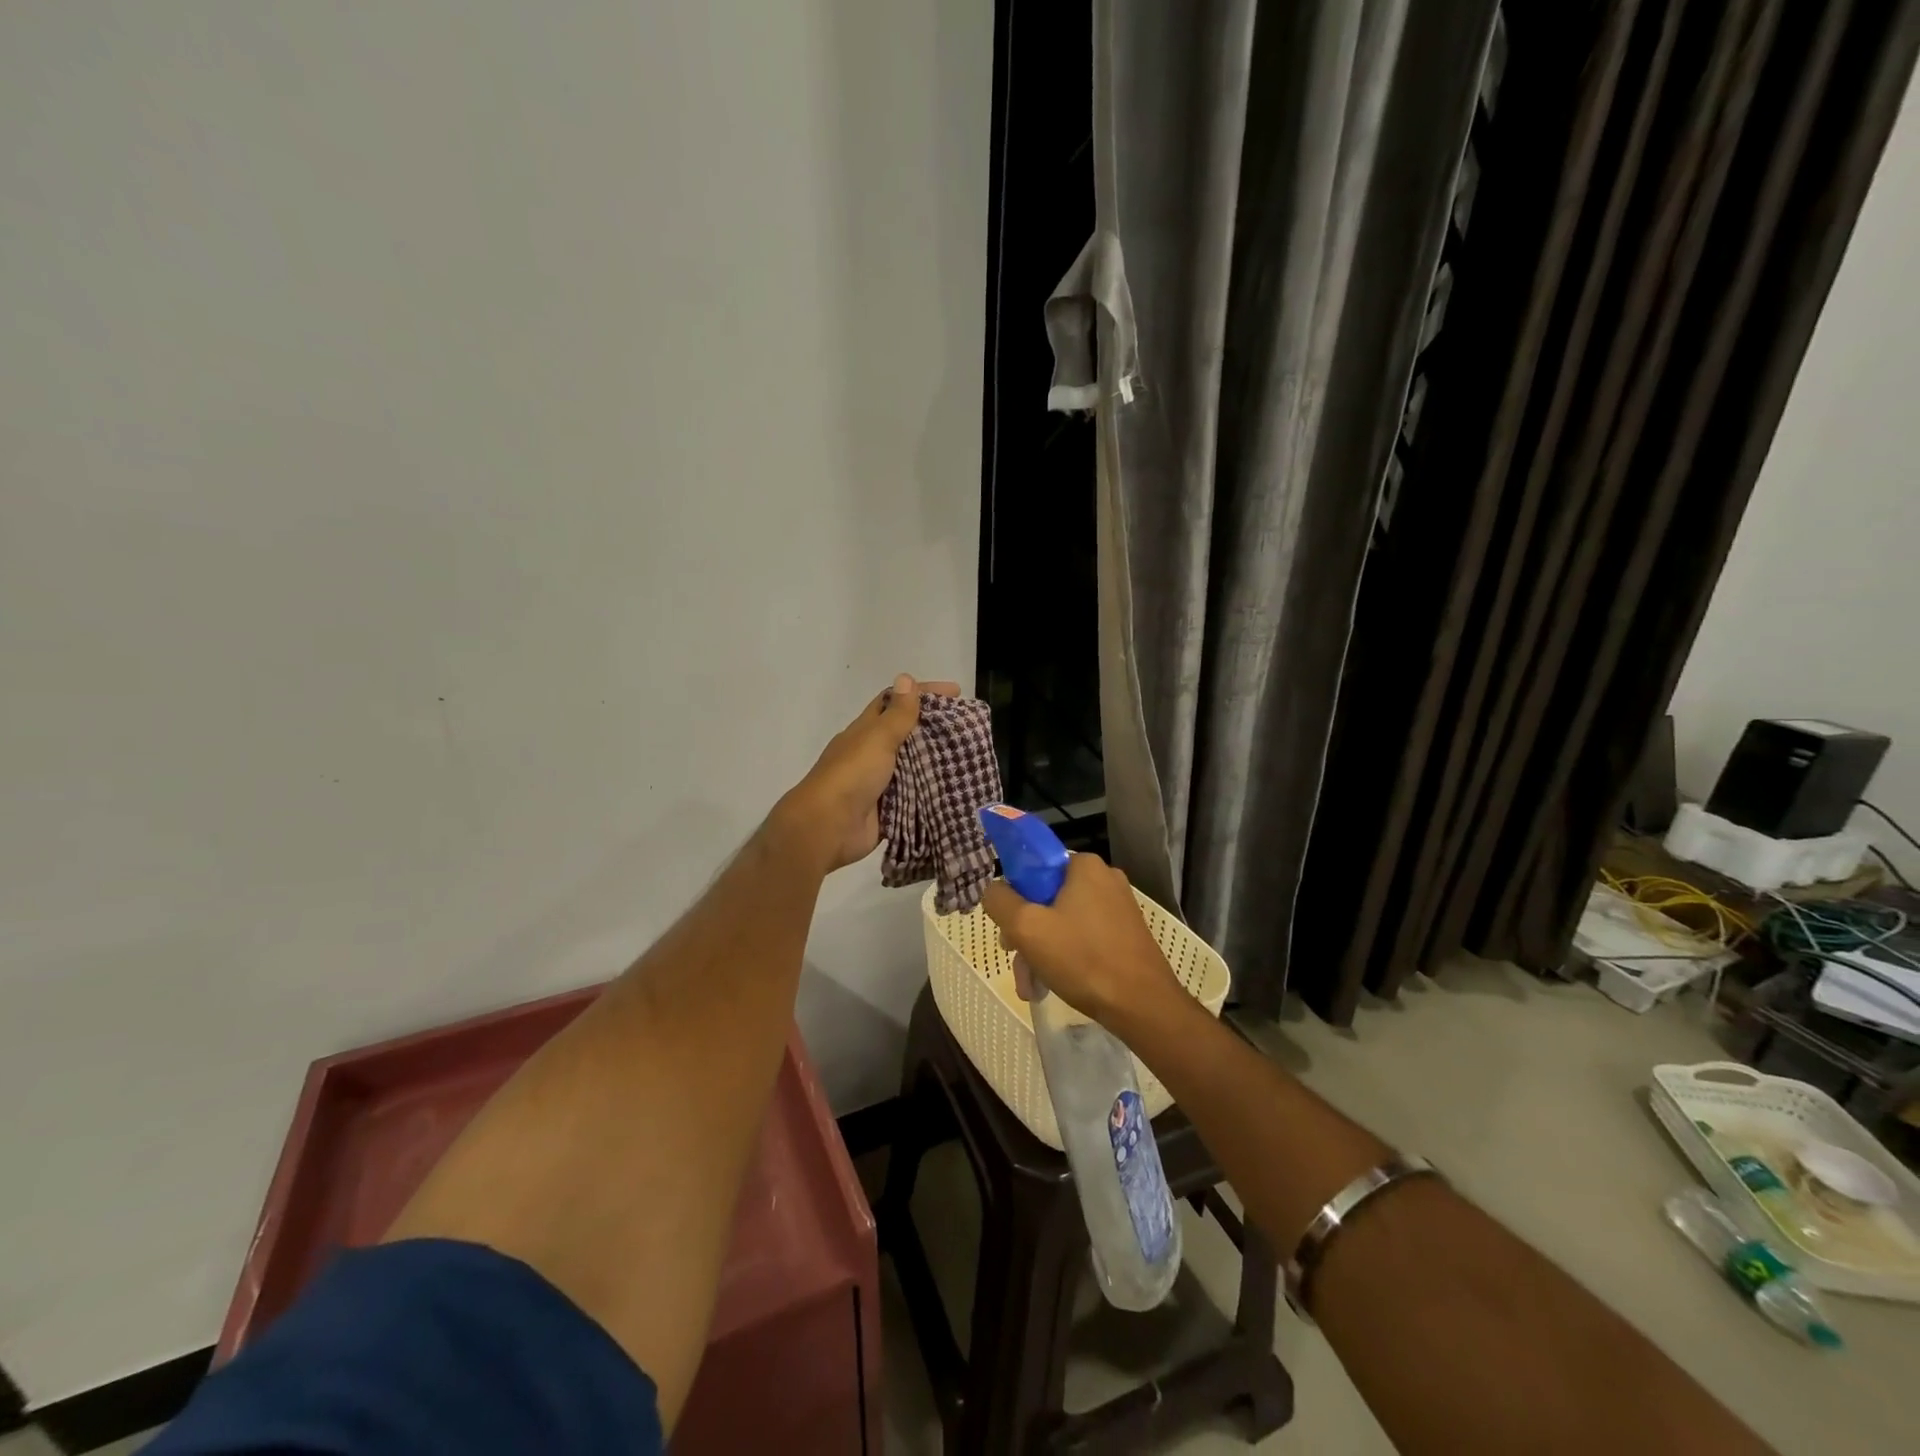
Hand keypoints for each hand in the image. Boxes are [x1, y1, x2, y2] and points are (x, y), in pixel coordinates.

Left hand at [774, 674, 959, 873]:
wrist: (829, 828)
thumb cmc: (852, 775)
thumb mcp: (877, 739)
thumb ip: (896, 714)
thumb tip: (905, 677)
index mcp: (866, 731)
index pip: (896, 702)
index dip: (923, 693)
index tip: (956, 692)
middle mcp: (872, 753)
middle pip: (908, 734)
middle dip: (936, 729)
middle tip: (971, 728)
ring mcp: (880, 783)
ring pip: (914, 766)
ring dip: (938, 762)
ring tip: (972, 757)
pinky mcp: (889, 809)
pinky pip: (916, 797)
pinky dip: (933, 792)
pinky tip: (957, 789)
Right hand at [981, 854, 1183, 1029]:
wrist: (1144, 1006)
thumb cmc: (1083, 959)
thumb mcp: (1026, 927)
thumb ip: (999, 900)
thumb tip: (994, 889)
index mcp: (1083, 865)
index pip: (1032, 867)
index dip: (1013, 896)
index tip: (1008, 928)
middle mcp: (1104, 878)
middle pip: (1046, 897)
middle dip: (1026, 933)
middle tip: (1016, 962)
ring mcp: (1118, 906)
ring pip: (1062, 921)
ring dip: (1041, 951)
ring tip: (1033, 987)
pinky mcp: (1125, 932)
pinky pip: (1083, 936)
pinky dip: (1065, 957)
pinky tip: (1053, 985)